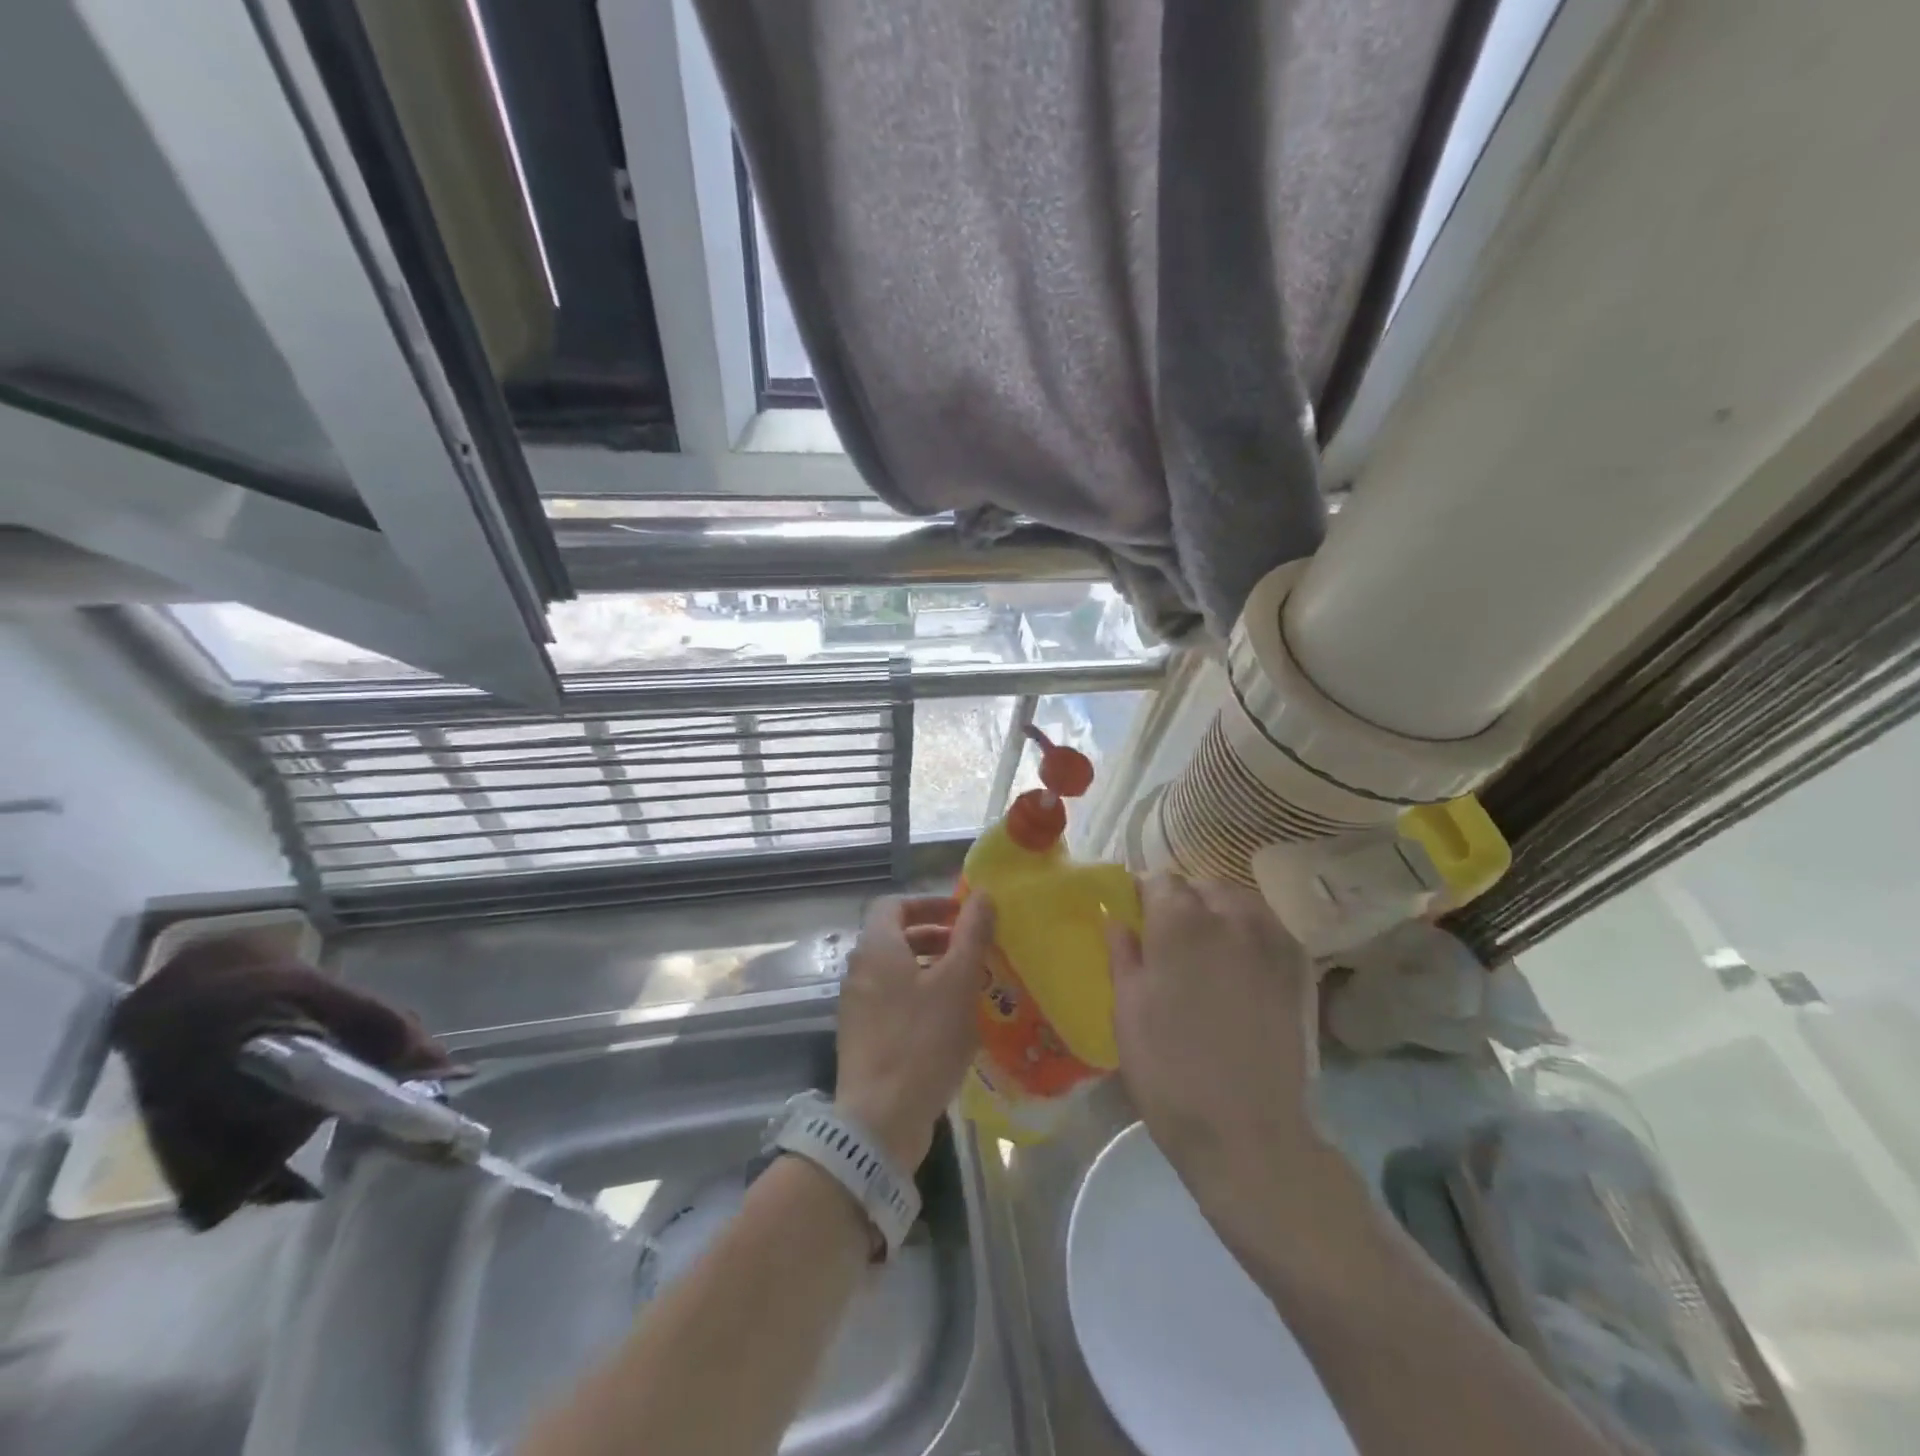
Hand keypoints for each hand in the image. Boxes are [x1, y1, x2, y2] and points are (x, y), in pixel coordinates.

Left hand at [835, 894, 994, 1169]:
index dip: (929, 903)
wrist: (879, 1121)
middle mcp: (860, 971)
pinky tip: (949, 1020)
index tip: (961, 915)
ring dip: (930, 967)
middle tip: (971, 947)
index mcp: (877, 949)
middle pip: (895, 936)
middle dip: (935, 936)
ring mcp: (857, 1006)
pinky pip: (892, 1000)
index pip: (894, 904)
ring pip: (895, 971)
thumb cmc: (922, 1041)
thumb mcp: (957, 983)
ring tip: (968, 982)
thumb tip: (982, 893)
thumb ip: (971, 934)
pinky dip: (919, 996)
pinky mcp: (863, 1036)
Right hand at [1108, 875, 1322, 1211]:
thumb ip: (1123, 954)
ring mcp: (1272, 942)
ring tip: (1209, 951)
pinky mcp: (1298, 969)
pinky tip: (1241, 967)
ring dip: (1220, 914)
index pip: (1159, 881)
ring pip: (1241, 903)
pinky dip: (1251, 935)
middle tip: (1170, 942)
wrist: (1247, 1132)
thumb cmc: (1169, 1070)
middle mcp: (1231, 917)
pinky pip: (1269, 930)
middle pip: (1204, 887)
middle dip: (1184, 903)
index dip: (1144, 898)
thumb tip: (1115, 918)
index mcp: (1181, 922)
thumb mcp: (1127, 1010)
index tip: (1137, 922)